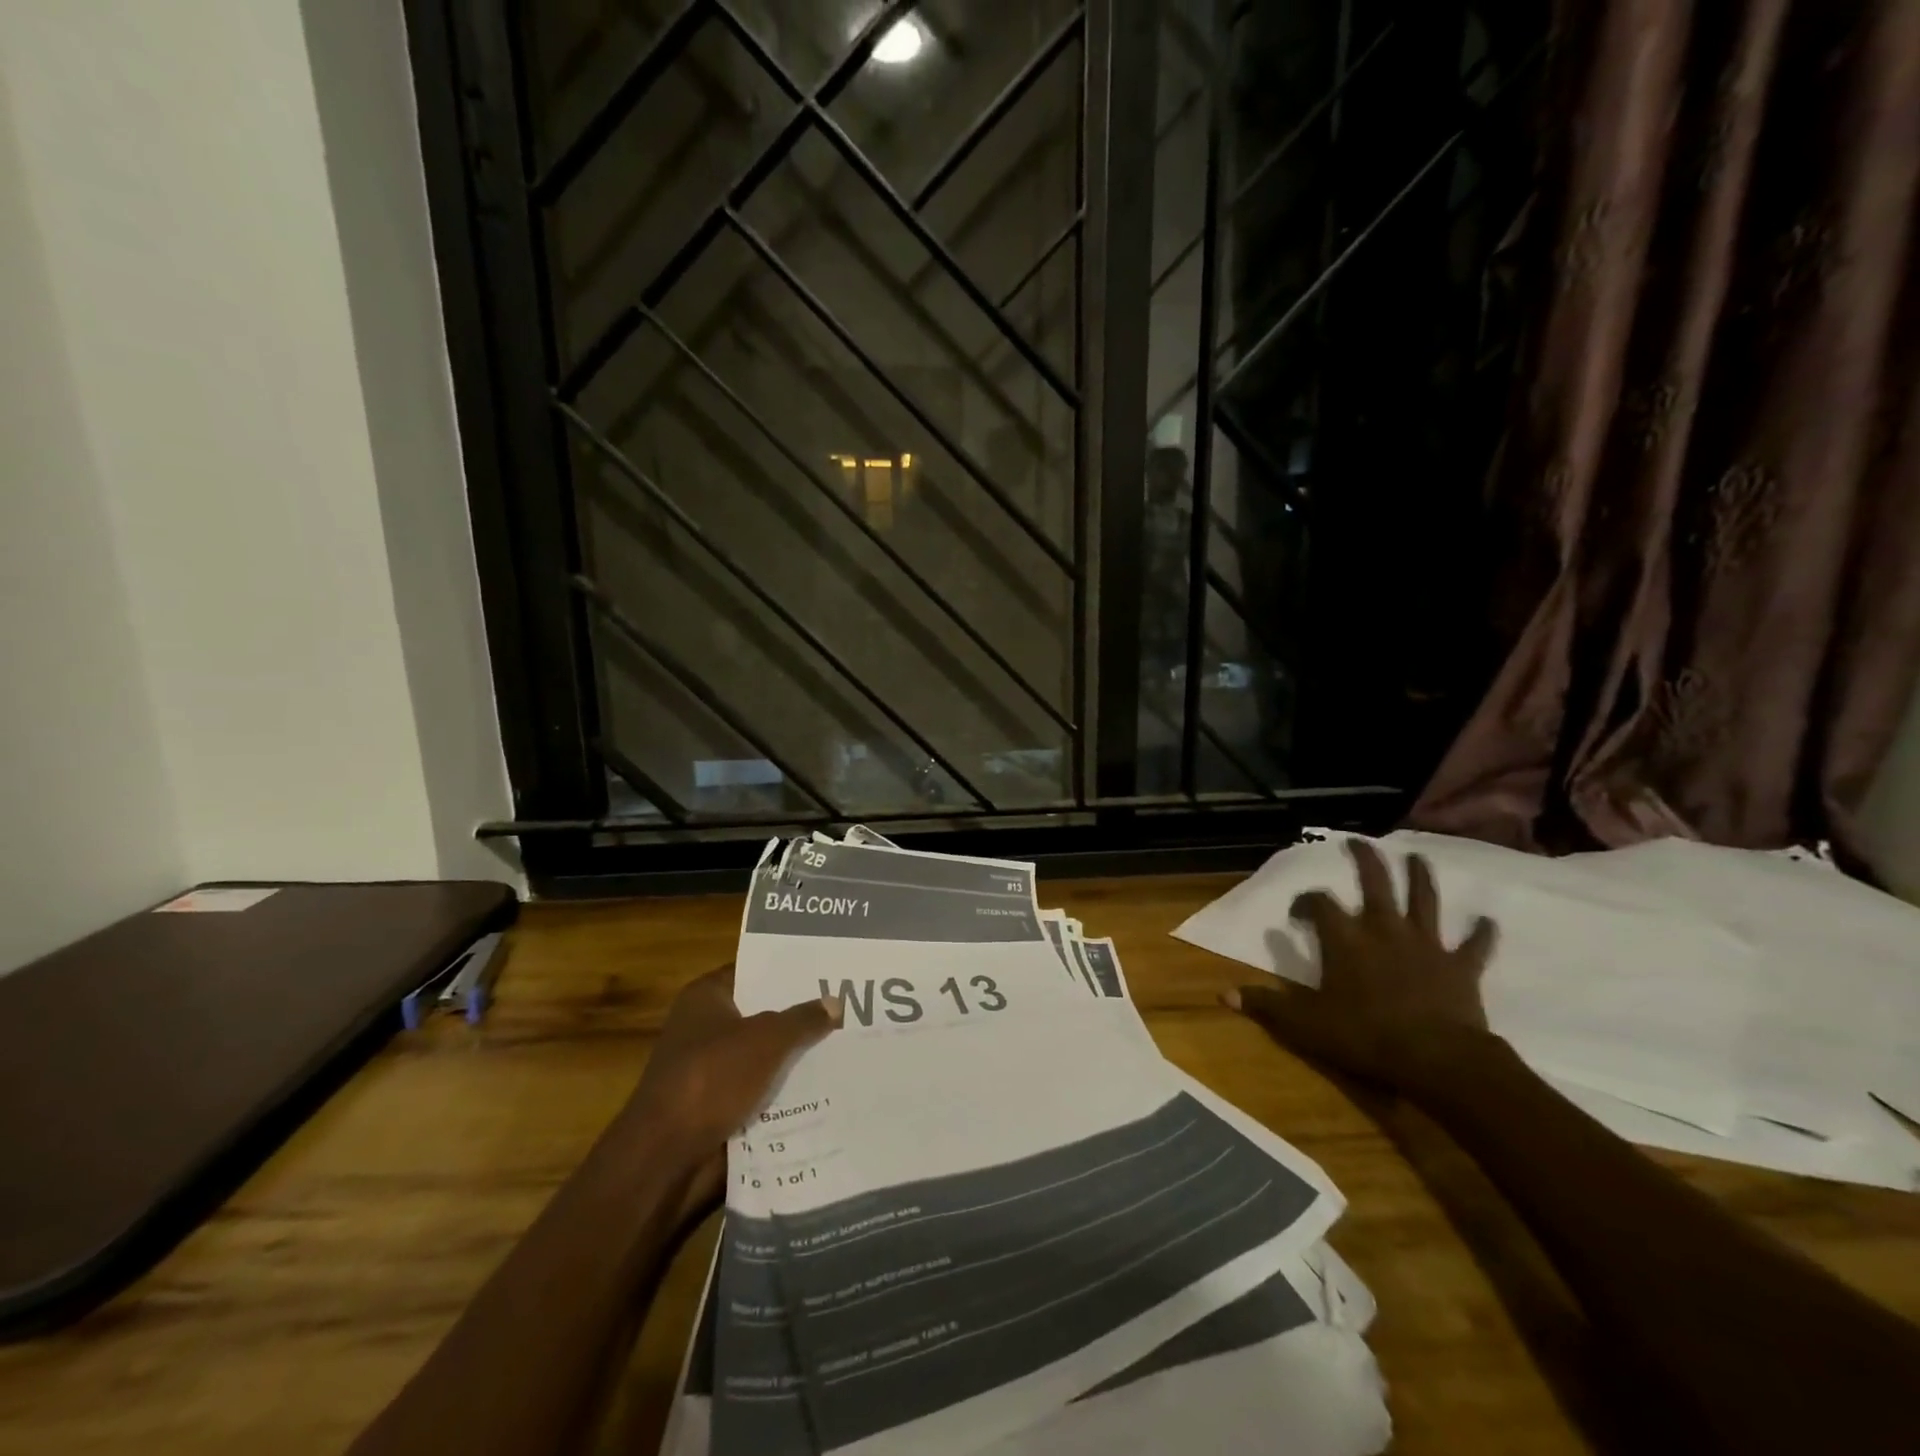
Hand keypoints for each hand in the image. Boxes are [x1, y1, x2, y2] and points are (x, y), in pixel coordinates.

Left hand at [619, 965, 839, 1217]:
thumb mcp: (766, 1039)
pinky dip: (786, 1094)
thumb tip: (835, 1002)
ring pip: (765, 1056)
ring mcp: (711, 1070)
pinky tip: (827, 1089)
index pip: (753, 971)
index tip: (829, 971)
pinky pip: (761, 1092)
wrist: (665, 1157)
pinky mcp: (718, 1108)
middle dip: (800, 1017)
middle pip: (762, 1014)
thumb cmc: (711, 1078)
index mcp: (706, 997)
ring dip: (796, 1059)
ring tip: (848, 1048)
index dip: (789, 971)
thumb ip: (802, 1019)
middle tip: (849, 1009)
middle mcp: (705, 1028)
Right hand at [1225, 838, 1498, 1095]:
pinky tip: (1488, 921)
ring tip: (1418, 857)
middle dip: (1366, 860)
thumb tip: (1223, 995)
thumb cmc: (1365, 1036)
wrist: (1436, 1058)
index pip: (1320, 904)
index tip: (1300, 910)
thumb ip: (1266, 1006)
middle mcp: (1383, 929)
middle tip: (1359, 841)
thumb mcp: (1305, 1024)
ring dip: (1420, 877)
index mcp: (1345, 939)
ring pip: (1424, 900)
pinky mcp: (1460, 966)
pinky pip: (1474, 945)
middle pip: (1376, 883)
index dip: (1307, 900)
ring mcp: (1425, 944)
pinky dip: (1481, 933)